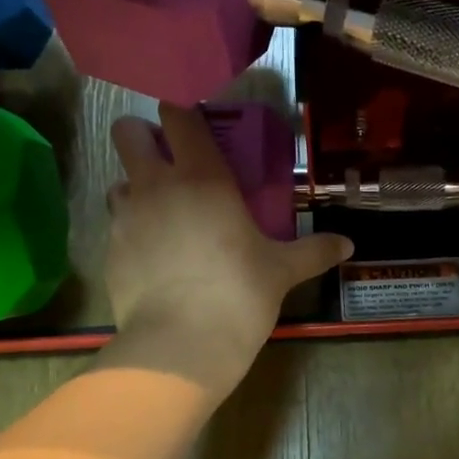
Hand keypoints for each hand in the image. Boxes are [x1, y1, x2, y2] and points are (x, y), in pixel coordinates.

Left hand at [104, 105, 350, 392]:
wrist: (181, 345)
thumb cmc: (240, 294)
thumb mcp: (282, 271)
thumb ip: (314, 251)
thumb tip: (349, 245)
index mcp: (203, 176)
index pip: (178, 115)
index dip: (182, 112)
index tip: (195, 124)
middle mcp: (157, 184)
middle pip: (128, 133)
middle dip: (144, 138)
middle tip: (170, 163)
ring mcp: (127, 216)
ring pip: (118, 180)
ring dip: (136, 187)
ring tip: (162, 214)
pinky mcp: (109, 250)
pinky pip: (116, 225)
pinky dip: (132, 231)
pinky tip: (154, 257)